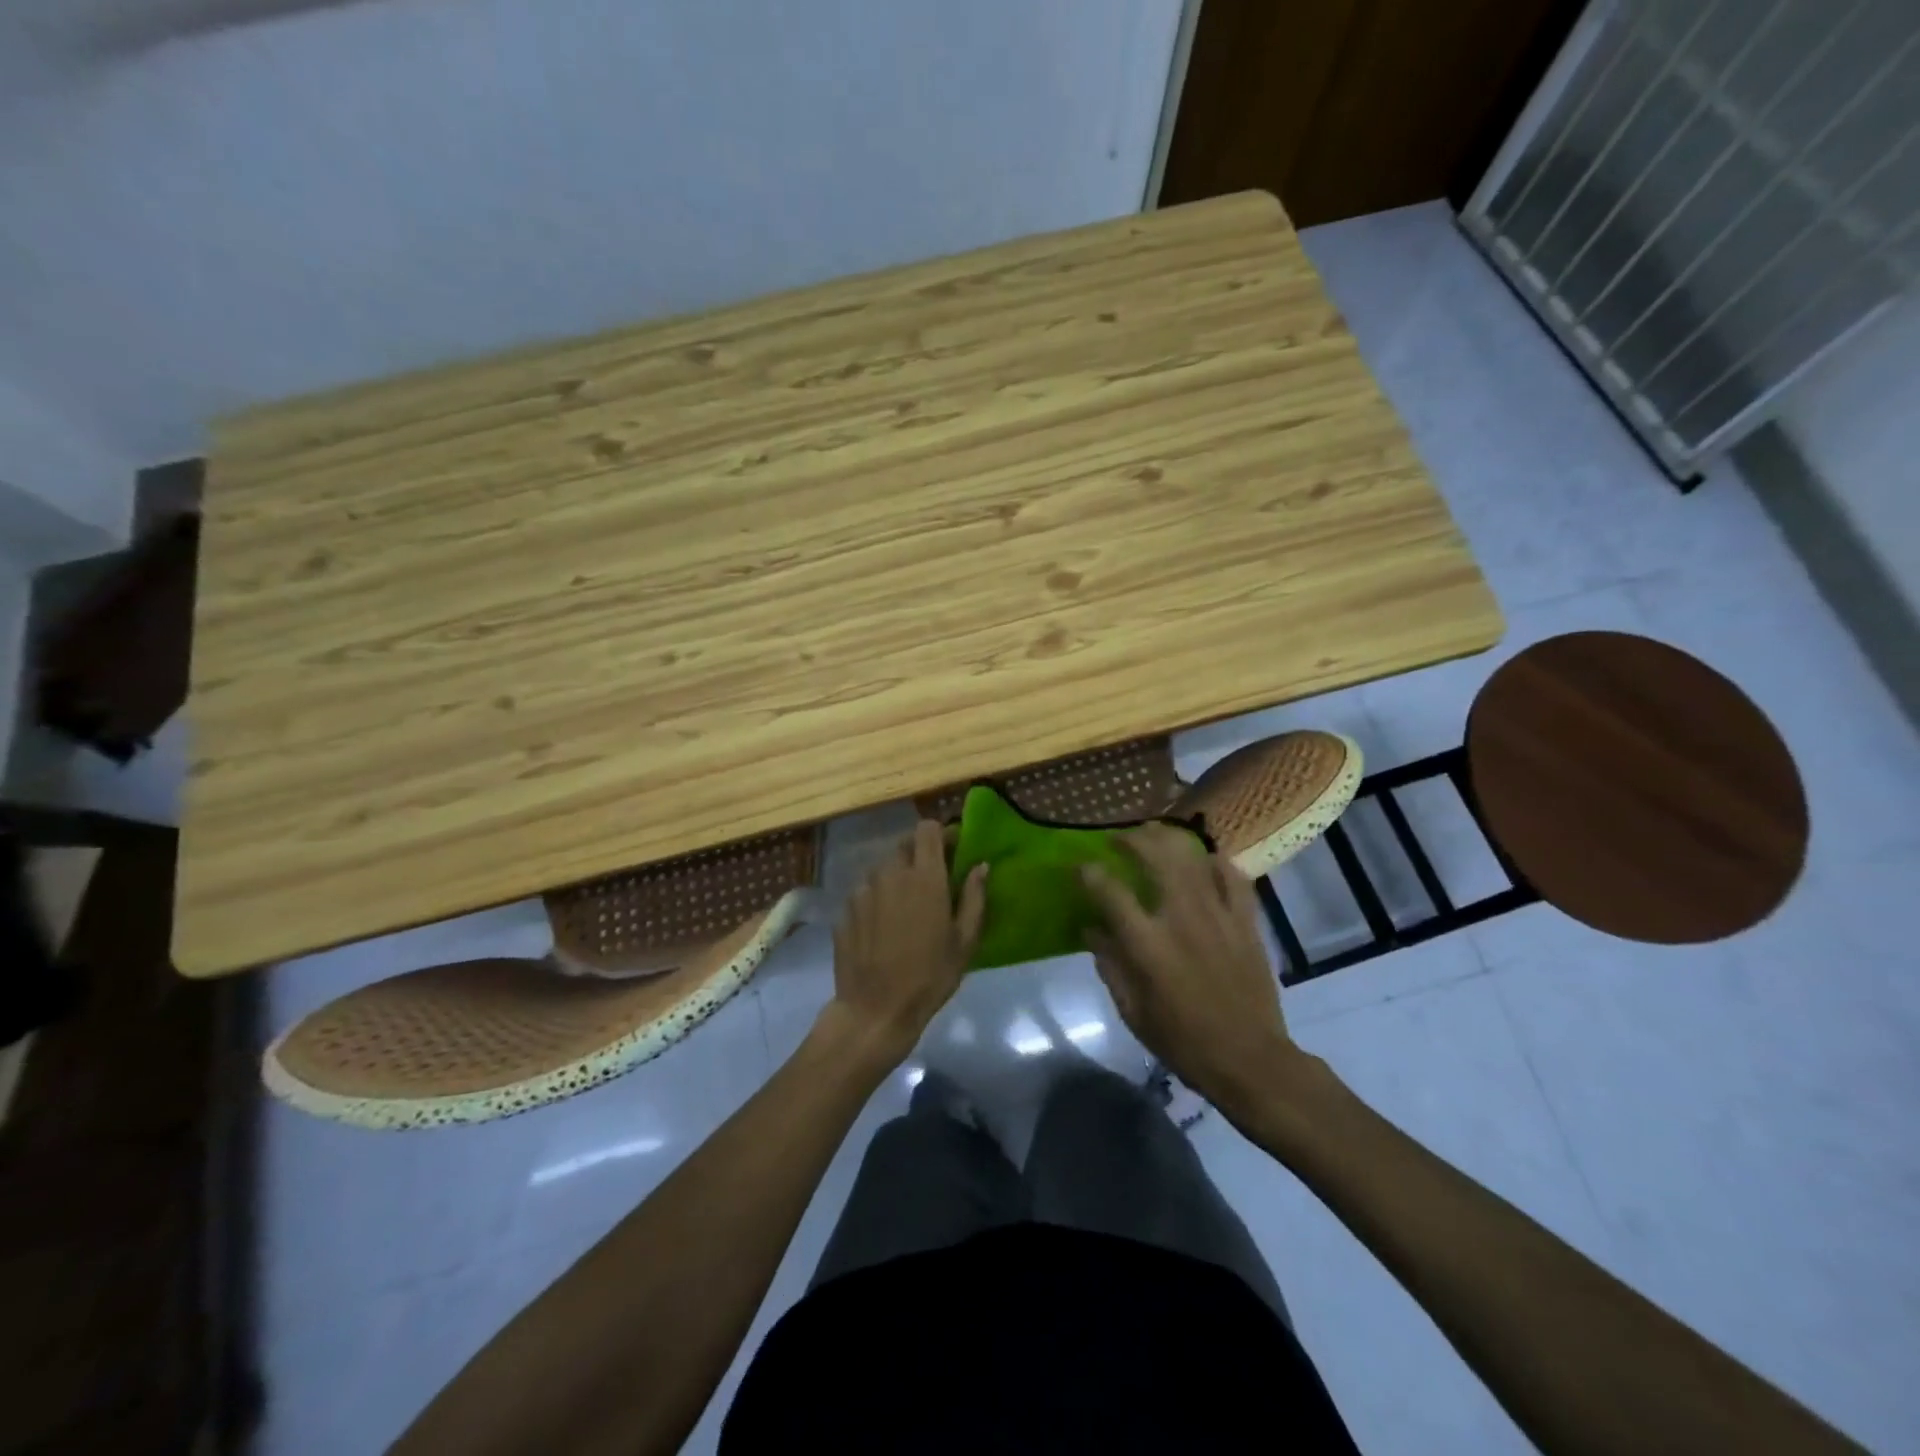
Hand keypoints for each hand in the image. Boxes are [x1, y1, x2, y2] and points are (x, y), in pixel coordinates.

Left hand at [824, 819, 986, 1064]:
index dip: (942, 833)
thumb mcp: (964, 941)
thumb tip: (981, 866)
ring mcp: (863, 889)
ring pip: (883, 868)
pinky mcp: (845, 909)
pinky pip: (866, 891)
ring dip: (897, 876)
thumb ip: (974, 897)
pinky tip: (883, 926)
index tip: (953, 849)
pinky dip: (878, 897)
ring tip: (906, 906)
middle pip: (904, 845)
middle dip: (920, 854)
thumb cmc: (930, 976)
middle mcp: (890, 873)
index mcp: (924, 876)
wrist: (875, 1010)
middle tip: (932, 880)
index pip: (927, 829)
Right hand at [1081, 825, 1307, 1114]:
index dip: (1089, 873)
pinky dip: (1216, 863)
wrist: (1249, 1059)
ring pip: (1192, 858)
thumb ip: (1109, 964)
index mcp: (1147, 944)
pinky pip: (1233, 877)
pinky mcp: (1246, 922)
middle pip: (1154, 857)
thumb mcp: (1132, 1011)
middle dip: (1132, 839)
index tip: (1079, 867)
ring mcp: (1218, 915)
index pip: (1110, 892)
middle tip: (1119, 839)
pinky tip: (1205, 861)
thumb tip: (1092, 929)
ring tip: (1155, 837)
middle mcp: (1181, 918)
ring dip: (1168, 841)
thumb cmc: (1182, 1041)